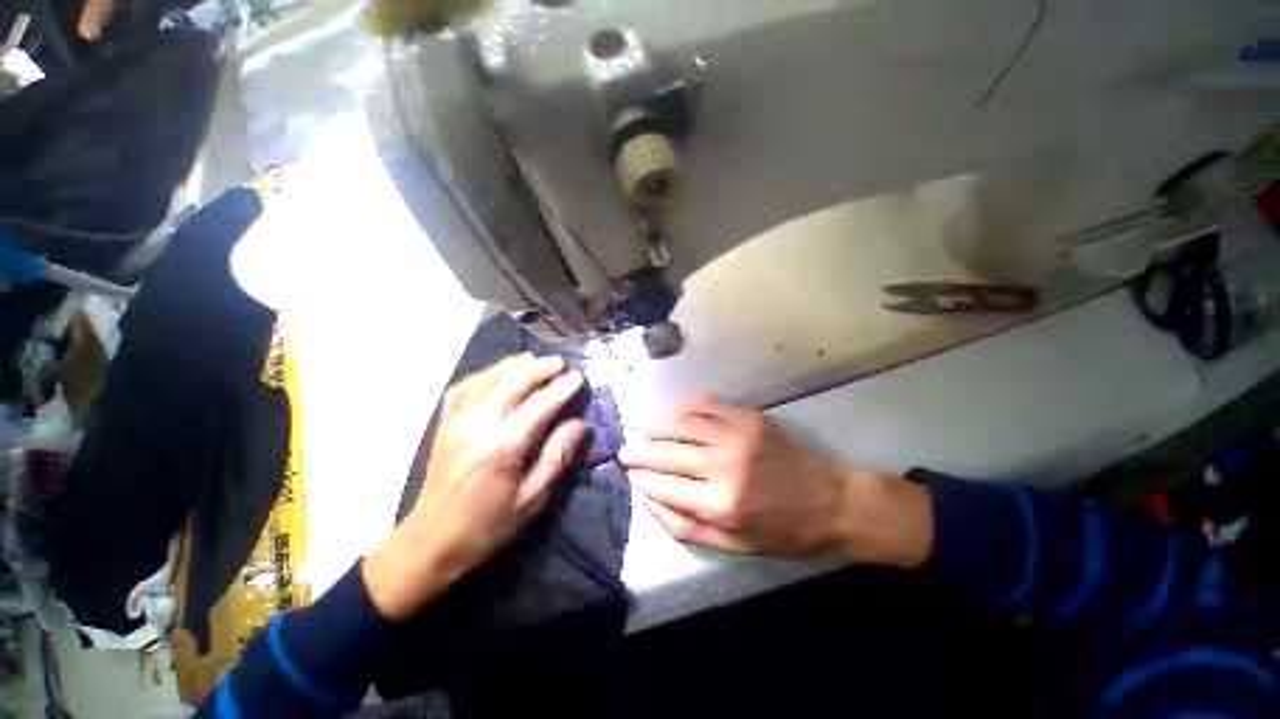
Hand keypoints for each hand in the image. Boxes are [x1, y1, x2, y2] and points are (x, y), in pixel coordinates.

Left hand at [363, 354, 586, 619]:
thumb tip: (579, 424)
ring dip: (515, 365)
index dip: (562, 388)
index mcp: (503, 447)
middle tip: (561, 364)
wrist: (431, 540)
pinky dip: (485, 374)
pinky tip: (498, 373)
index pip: (540, 405)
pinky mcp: (445, 422)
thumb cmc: (488, 525)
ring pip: (489, 379)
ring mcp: (457, 420)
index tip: (579, 378)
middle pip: (513, 383)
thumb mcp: (532, 498)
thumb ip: (557, 456)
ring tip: (535, 360)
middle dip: (540, 369)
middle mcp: (478, 425)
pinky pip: (465, 386)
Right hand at [619, 395, 931, 565]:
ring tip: (643, 431)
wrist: (831, 500)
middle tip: (624, 450)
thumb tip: (648, 501)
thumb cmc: (782, 531)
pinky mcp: (748, 416)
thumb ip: (686, 527)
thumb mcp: (734, 547)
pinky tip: (677, 415)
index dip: (640, 478)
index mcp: (721, 503)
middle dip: (638, 451)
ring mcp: (736, 434)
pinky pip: (705, 404)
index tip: (627, 473)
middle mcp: (724, 464)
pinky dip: (685, 409)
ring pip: (681, 423)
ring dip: (656, 427)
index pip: (663, 485)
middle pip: (667, 451)